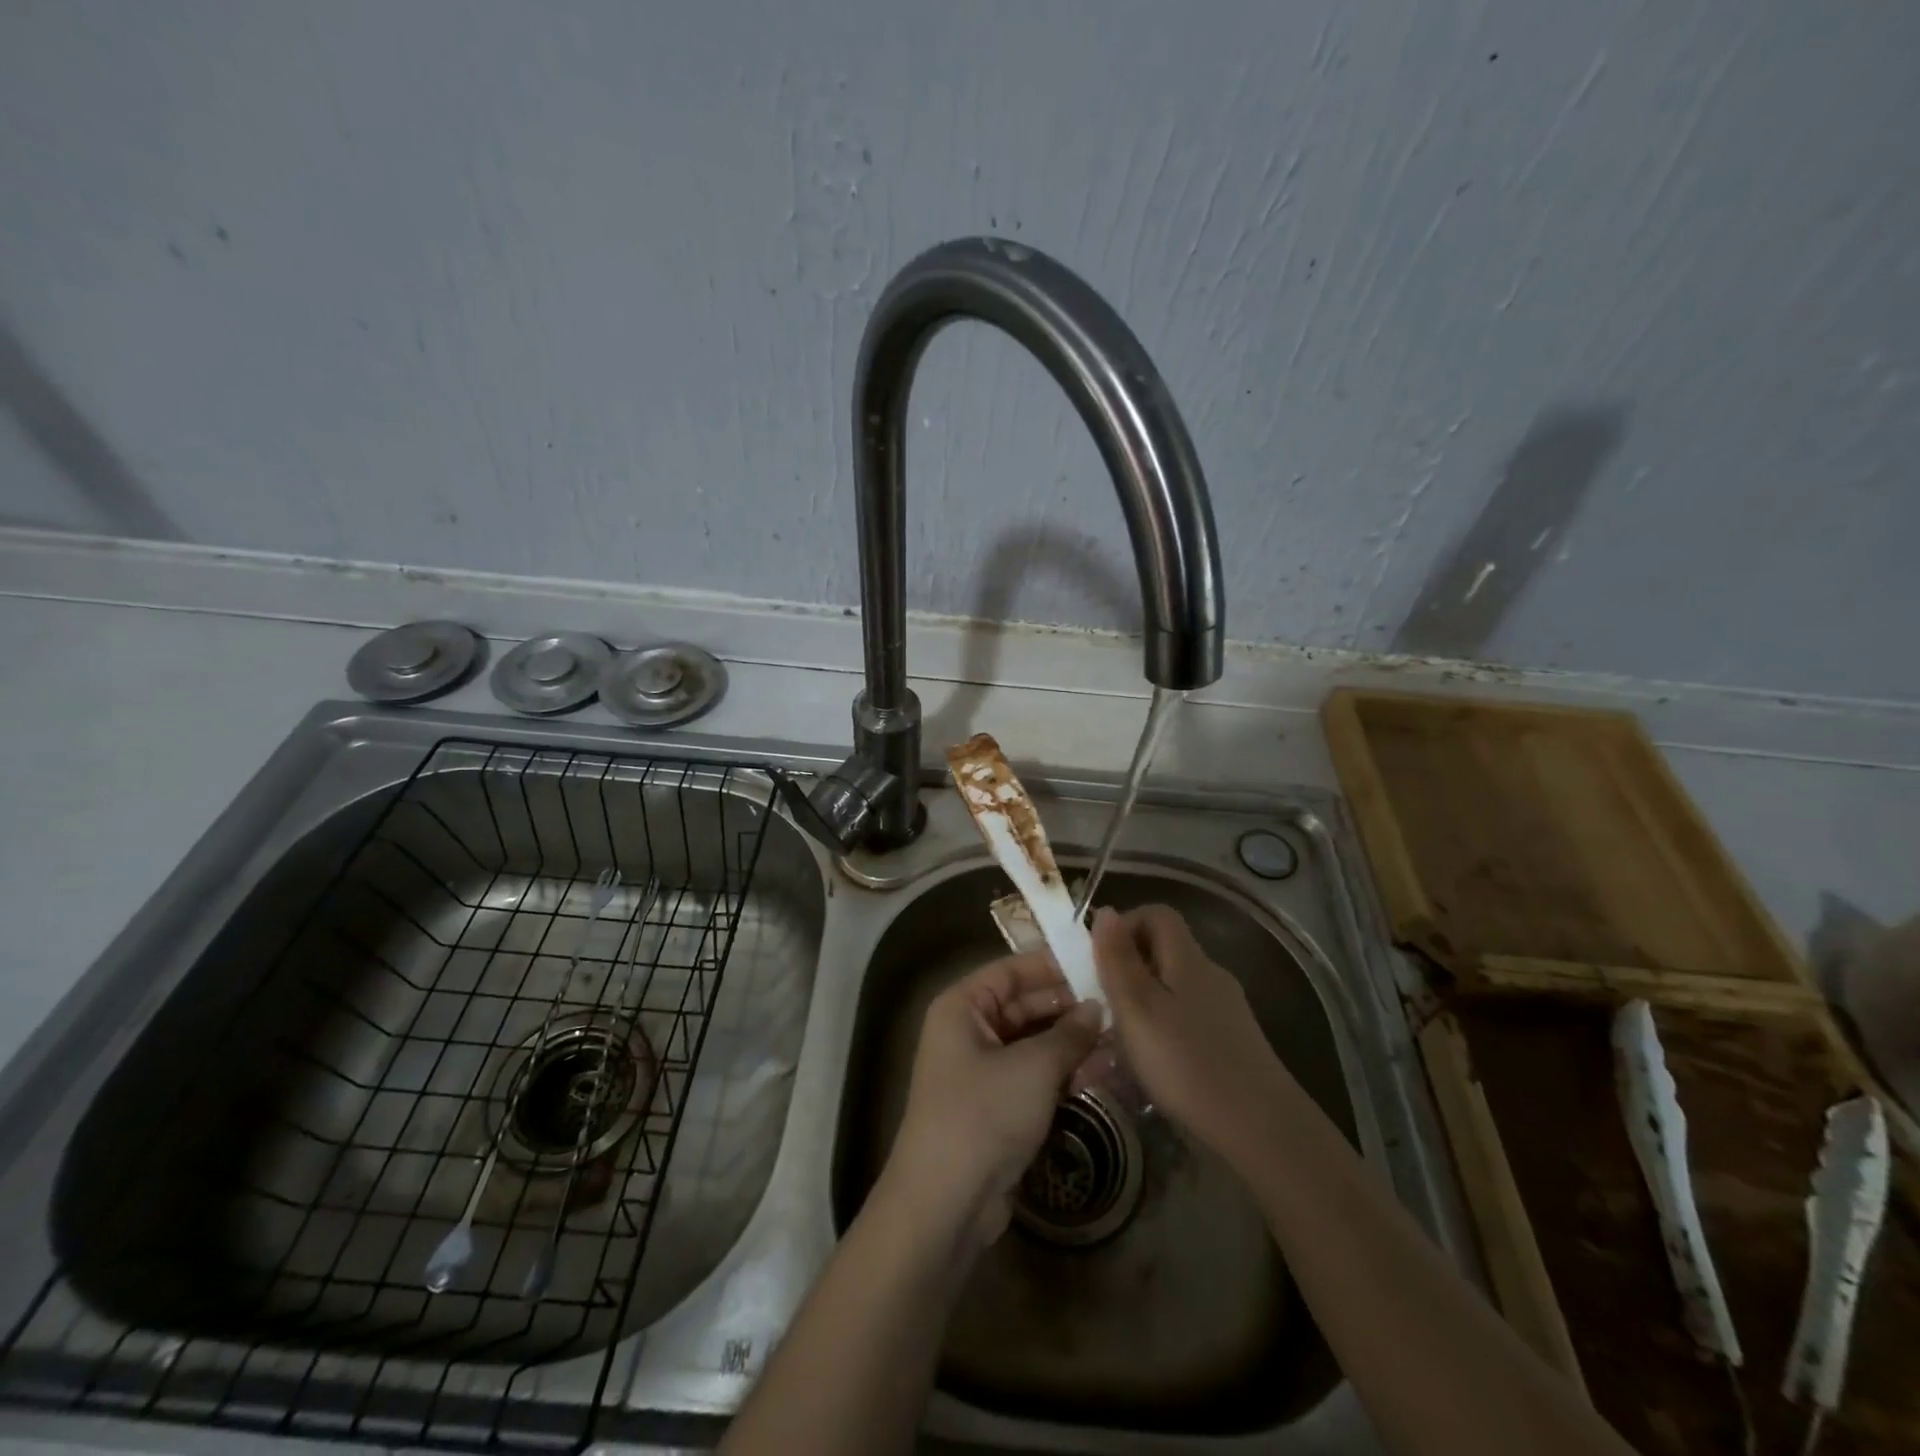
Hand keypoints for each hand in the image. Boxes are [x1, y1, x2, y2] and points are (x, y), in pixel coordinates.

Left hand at [881, 951, 1104, 1251]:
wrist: (945, 1202)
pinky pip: (1036, 1075)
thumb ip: (1069, 1034)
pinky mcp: (999, 1105)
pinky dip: (1065, 1072)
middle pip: (1025, 1005)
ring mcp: (983, 1070)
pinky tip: (1105, 1069)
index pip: (1011, 971)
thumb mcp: (1033, 1068)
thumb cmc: (983, 1114)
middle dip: (1069, 1006)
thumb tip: (1096, 1008)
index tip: (1096, 961)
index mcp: (962, 1007)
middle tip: (1119, 1002)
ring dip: (1073, 1041)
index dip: (1052, 965)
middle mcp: (969, 1030)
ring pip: (1035, 1042)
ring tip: (1122, 1035)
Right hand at [1090, 904, 1291, 1162]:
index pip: (1157, 914)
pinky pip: (1188, 1017)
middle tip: (1104, 1003)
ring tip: (1121, 1038)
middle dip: (1129, 968)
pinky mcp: (1233, 1042)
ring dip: (1144, 1001)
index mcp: (1188, 959)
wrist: (1262, 1130)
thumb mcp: (1137, 1008)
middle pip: (1165, 949)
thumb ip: (1117, 959)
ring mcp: (1226, 1010)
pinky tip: (1154, 1063)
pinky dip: (1164, 1027)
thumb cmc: (1188, 1064)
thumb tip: (1106, 911)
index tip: (1100, 959)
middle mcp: (1210, 975)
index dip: (1125, 925)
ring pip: (1175, 986)